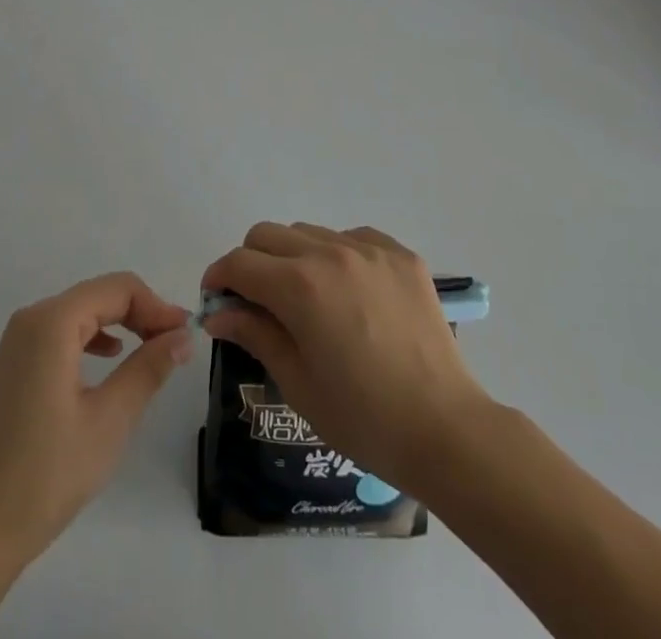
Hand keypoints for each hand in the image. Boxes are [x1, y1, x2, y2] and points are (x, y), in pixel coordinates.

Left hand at [0, 272, 193, 559]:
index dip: (156, 306)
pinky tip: (111, 357)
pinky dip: (95, 336)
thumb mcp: (109, 419)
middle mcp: (33, 318)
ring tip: (153, 351)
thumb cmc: (46, 472)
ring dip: (121, 323)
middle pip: (99, 295)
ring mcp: (20, 340)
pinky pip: (64, 331)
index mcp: (52, 322)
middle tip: (175, 344)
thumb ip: (148, 368)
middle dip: (141, 313)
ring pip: (83, 311)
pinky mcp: (16, 362)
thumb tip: (182, 335)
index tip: (185, 334)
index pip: (118, 289)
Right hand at [201, 223, 489, 492]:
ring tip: (306, 299)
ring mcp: (369, 248)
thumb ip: (255, 334)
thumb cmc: (363, 418)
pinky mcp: (400, 254)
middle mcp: (330, 252)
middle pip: (268, 235)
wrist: (445, 429)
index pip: (240, 263)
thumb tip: (218, 312)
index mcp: (299, 286)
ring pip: (308, 232)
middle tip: (256, 301)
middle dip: (250, 262)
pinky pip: (351, 237)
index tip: (215, 300)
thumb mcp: (297, 383)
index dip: (219, 278)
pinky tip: (347, 293)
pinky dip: (336, 255)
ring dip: (292, 257)